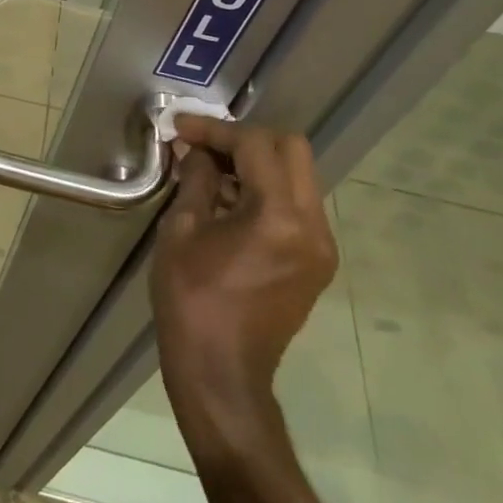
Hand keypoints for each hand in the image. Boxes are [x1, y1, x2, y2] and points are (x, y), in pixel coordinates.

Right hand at [151, 117, 337, 462]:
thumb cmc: (192, 300)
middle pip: (291, 150)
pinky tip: (229, 199)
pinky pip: (296, 204)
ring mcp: (321, 246)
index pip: (255, 145)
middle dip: (245, 139)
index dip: (215, 130)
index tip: (181, 129)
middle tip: (204, 145)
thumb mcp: (182, 230)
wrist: (221, 374)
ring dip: (257, 163)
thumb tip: (197, 150)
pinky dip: (266, 189)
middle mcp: (312, 226)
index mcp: (279, 217)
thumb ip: (197, 179)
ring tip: (212, 170)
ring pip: (297, 175)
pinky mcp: (316, 261)